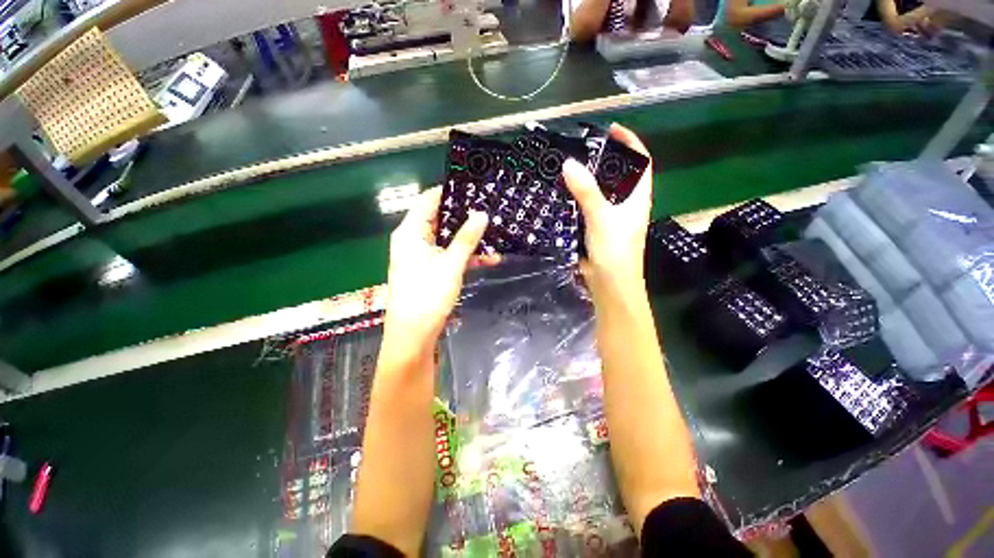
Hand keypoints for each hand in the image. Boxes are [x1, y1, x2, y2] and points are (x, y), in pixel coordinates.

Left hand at [382, 187, 496, 353]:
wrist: (413, 335)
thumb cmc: (428, 294)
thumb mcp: (451, 263)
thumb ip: (467, 238)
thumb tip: (482, 213)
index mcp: (411, 232)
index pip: (429, 200)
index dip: (450, 192)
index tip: (473, 188)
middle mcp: (414, 240)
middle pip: (440, 220)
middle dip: (465, 217)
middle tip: (490, 210)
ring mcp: (422, 257)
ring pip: (448, 240)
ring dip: (469, 240)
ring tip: (495, 234)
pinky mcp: (429, 271)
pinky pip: (449, 256)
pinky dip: (465, 257)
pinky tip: (489, 259)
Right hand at [562, 124, 652, 296]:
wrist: (610, 285)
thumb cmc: (614, 251)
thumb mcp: (601, 217)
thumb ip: (587, 192)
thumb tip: (569, 163)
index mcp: (637, 198)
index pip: (641, 162)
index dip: (630, 142)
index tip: (610, 130)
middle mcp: (626, 205)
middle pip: (618, 175)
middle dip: (603, 160)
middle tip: (580, 149)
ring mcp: (611, 218)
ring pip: (600, 192)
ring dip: (587, 180)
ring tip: (568, 167)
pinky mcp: (596, 230)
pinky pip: (587, 208)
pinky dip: (577, 199)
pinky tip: (563, 195)